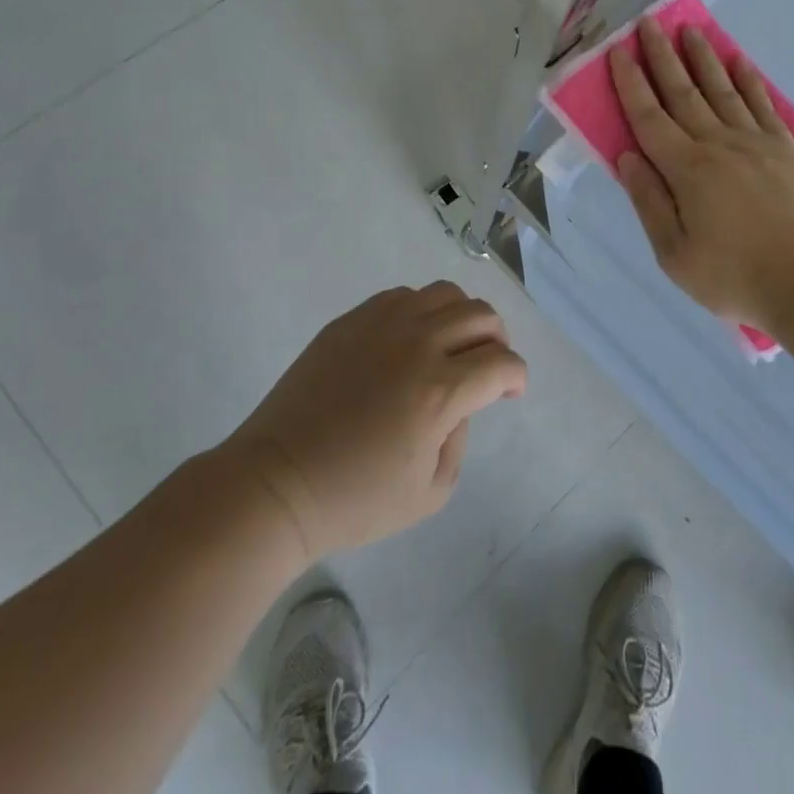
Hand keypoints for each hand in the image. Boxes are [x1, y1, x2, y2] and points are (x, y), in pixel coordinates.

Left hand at [225, 282, 526, 560]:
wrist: (277, 483)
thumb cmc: (354, 500)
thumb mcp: (430, 492)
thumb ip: (460, 439)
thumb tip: (460, 403)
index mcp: (440, 392)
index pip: (502, 363)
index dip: (517, 377)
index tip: (510, 392)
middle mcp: (417, 345)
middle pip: (481, 316)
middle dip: (498, 341)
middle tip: (488, 366)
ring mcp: (381, 325)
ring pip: (445, 294)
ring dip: (463, 317)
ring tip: (452, 344)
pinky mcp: (351, 321)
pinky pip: (402, 296)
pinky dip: (421, 311)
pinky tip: (410, 340)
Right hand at [611, 17, 793, 327]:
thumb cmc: (733, 277)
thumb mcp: (674, 254)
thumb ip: (650, 201)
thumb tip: (628, 156)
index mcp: (686, 169)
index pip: (649, 117)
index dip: (630, 83)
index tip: (618, 52)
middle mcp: (718, 144)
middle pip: (683, 93)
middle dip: (662, 57)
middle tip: (650, 23)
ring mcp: (756, 143)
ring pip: (722, 90)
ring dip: (703, 59)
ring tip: (690, 31)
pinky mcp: (786, 150)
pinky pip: (763, 106)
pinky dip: (749, 82)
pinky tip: (740, 63)